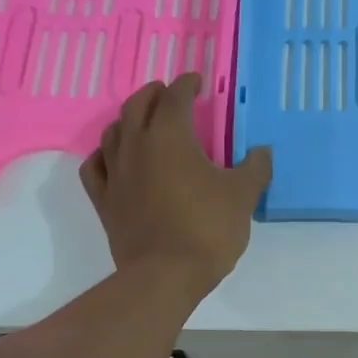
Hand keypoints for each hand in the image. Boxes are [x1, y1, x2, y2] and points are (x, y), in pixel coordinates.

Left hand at [79, 75, 272, 297]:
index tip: (196, 82)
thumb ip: (254, 169)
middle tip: (168, 94)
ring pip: (113, 131)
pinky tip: (113, 157)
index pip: (175, 98)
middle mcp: (136, 146)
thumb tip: (262, 151)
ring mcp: (115, 173)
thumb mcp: (243, 196)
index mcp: (170, 137)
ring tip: (141, 121)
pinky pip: (95, 166)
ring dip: (128, 119)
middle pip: (138, 106)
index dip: (186, 85)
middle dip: (154, 94)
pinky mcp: (104, 200)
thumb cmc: (207, 229)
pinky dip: (104, 154)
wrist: (165, 275)